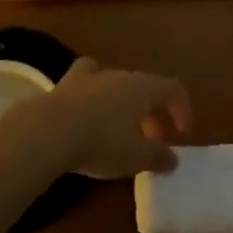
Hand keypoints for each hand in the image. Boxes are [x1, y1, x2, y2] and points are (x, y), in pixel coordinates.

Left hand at [36, 58, 192, 178]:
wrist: (50, 130)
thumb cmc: (102, 142)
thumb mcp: (137, 157)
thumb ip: (159, 156)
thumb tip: (172, 158)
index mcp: (143, 87)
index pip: (172, 88)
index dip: (182, 108)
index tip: (182, 134)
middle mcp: (119, 74)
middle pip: (144, 87)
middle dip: (152, 113)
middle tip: (152, 141)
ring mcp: (90, 76)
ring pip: (116, 83)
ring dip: (124, 105)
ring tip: (120, 130)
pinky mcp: (66, 84)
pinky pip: (87, 83)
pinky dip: (94, 96)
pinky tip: (88, 113)